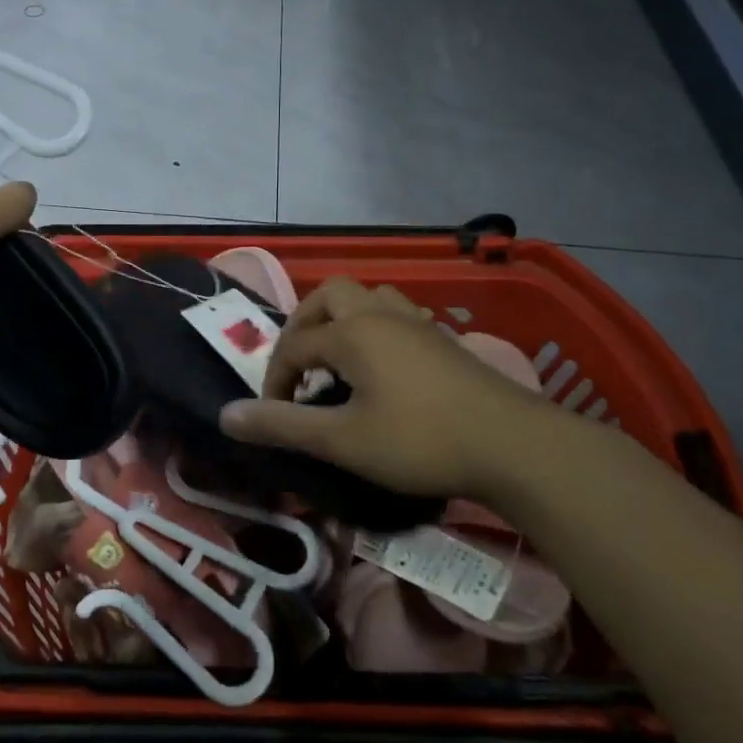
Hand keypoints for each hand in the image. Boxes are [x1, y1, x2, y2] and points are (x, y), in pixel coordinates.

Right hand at [218, 278, 587, 498]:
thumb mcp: (343, 440)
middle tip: (300, 366)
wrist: (515, 446)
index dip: (275, 378)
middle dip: (304, 327)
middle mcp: (380, 314)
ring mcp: (416, 323)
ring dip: (342, 321)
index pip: (295, 345)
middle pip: (329, 297)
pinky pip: (396, 315)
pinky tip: (383, 366)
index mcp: (351, 332)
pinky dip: (375, 329)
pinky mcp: (443, 340)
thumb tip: (226, 417)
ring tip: (337, 359)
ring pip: (368, 298)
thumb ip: (283, 426)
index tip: (273, 414)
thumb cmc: (421, 441)